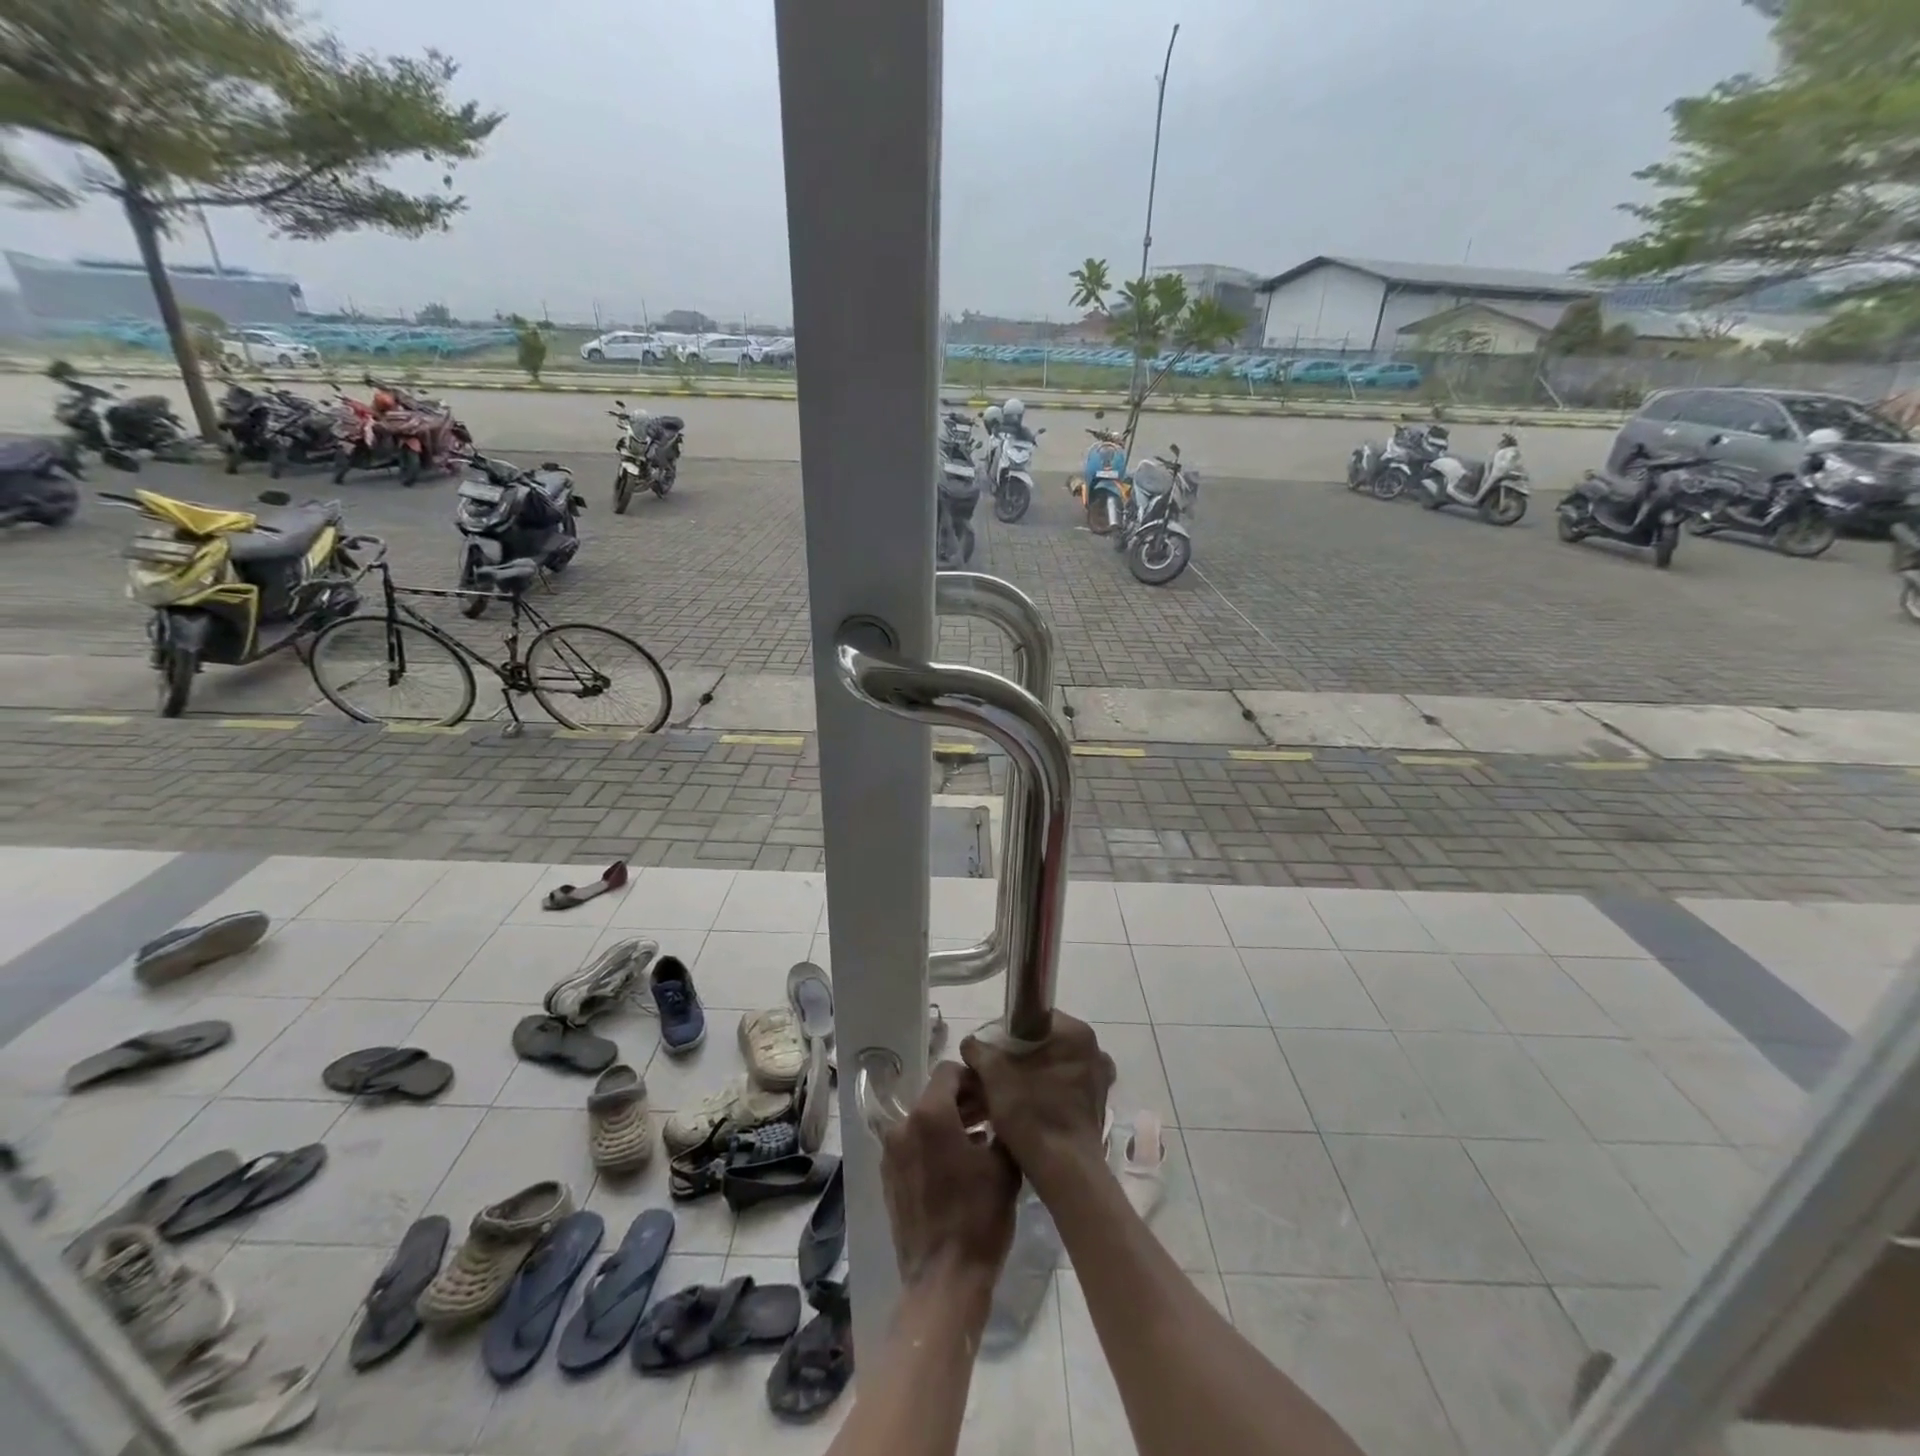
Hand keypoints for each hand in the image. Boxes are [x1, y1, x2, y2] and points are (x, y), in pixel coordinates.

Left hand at [880, 1060, 1019, 1294]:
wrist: (944, 1280)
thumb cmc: (979, 1216)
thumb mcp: (1003, 1165)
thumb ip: (1001, 1125)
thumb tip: (1000, 1110)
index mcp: (929, 1114)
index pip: (948, 1072)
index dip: (973, 1078)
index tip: (993, 1094)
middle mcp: (903, 1126)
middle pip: (934, 1096)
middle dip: (963, 1101)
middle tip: (992, 1116)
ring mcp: (891, 1154)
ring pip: (923, 1121)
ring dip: (949, 1123)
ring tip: (980, 1141)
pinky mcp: (889, 1178)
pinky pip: (913, 1146)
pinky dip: (934, 1145)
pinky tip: (959, 1166)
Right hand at [961, 1012, 1114, 1192]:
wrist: (1064, 1171)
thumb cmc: (1031, 1114)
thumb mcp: (995, 1076)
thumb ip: (980, 1051)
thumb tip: (971, 1043)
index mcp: (1075, 1033)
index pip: (1033, 1017)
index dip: (1006, 1032)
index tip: (989, 1052)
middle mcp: (1094, 1050)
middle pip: (1044, 1043)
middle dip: (1018, 1056)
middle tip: (993, 1074)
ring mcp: (1099, 1079)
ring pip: (1054, 1066)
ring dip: (1031, 1075)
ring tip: (1005, 1093)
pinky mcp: (1097, 1104)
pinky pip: (1064, 1087)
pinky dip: (1045, 1092)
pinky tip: (1026, 1107)